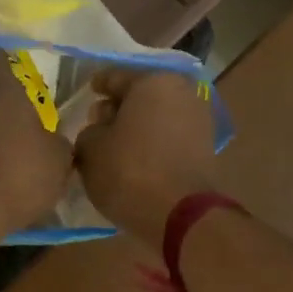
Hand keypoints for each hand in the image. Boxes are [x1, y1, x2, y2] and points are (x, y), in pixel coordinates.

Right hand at [74, 69, 217, 249]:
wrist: (180, 215)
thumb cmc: (129, 171)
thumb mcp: (90, 149)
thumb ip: (89, 131)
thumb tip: (100, 131)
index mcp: (152, 81)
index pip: (115, 77)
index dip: (97, 85)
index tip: (86, 91)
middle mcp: (182, 92)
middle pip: (140, 95)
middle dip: (118, 107)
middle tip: (97, 123)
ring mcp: (199, 119)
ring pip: (156, 116)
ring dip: (136, 126)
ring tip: (113, 145)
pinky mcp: (206, 147)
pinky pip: (169, 136)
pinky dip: (152, 142)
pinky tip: (134, 158)